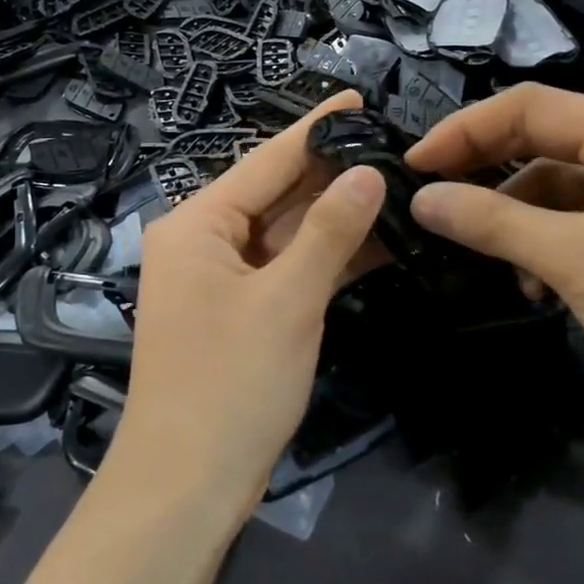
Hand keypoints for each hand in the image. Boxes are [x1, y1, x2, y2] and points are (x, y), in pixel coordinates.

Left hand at [108, 90, 386, 521]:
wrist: (187, 486)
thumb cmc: (231, 384)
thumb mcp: (288, 301)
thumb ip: (330, 231)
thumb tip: (367, 172)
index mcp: (198, 224)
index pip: (266, 160)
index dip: (315, 129)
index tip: (358, 98)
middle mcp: (203, 241)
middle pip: (276, 194)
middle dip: (331, 173)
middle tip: (393, 145)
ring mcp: (220, 279)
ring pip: (285, 233)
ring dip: (335, 217)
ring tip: (396, 183)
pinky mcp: (239, 312)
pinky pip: (285, 269)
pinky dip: (324, 258)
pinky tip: (375, 240)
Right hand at [405, 83, 583, 445]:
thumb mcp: (574, 259)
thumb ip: (492, 221)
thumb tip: (420, 199)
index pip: (528, 106)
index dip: (464, 130)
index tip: (415, 164)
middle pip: (542, 140)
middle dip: (486, 170)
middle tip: (433, 200)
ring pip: (557, 184)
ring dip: (515, 217)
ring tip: (489, 259)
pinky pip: (580, 219)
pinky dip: (547, 242)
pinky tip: (536, 285)